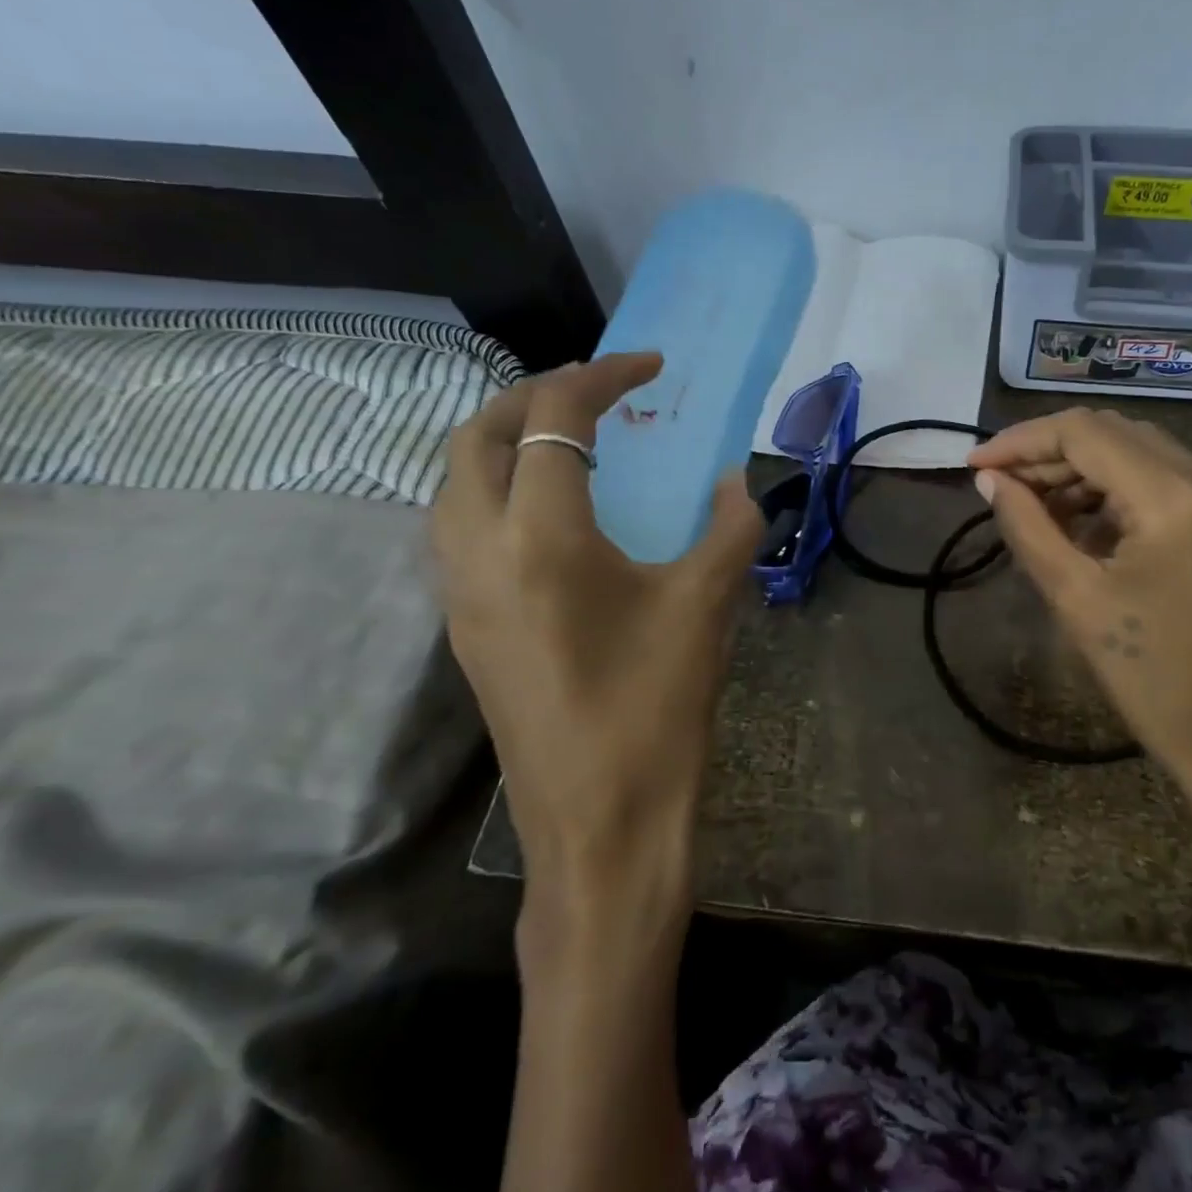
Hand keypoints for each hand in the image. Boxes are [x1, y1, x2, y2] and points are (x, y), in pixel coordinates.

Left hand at [431, 354, 762, 883]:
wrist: (601, 825)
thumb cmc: (656, 710)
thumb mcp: (706, 607)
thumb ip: (730, 528)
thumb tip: (735, 481)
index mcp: (540, 537)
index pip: (553, 419)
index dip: (602, 376)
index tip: (652, 367)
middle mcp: (479, 551)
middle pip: (477, 435)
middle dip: (536, 395)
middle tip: (602, 393)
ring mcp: (460, 593)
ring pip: (456, 480)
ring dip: (506, 439)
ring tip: (572, 439)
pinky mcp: (464, 627)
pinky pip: (460, 526)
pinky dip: (498, 487)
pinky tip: (554, 512)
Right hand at [969, 409, 1191, 870]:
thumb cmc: (1155, 683)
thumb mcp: (1076, 600)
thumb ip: (1027, 527)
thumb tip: (990, 481)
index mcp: (1175, 498)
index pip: (1084, 433)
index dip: (1021, 441)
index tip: (976, 465)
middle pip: (1116, 434)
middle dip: (1050, 453)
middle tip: (1002, 486)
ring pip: (1144, 453)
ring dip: (1085, 470)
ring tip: (1037, 507)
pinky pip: (1171, 482)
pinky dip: (1122, 491)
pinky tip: (1087, 523)